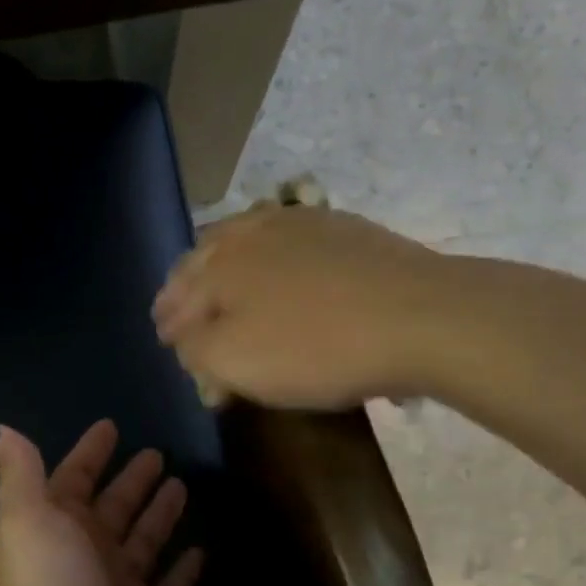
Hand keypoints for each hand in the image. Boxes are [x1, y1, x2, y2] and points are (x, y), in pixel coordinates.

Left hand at [0, 420, 203, 585]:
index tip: (111, 426)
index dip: (89, 453)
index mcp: (56, 529)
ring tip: (182, 487)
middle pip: (113, 508)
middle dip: (132, 480)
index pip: (74, 479)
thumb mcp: (28, 522)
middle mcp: (86, 556)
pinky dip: (181, 570)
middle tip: (158, 453)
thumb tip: (0, 429)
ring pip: (143, 542)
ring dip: (158, 515)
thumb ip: (21, 474)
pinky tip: (200, 550)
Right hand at [152, 206, 443, 410]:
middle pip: (205, 258)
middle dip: (186, 285)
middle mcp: (251, 233)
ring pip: (244, 240)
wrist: (420, 316)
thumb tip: (185, 342)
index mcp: (219, 266)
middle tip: (180, 309)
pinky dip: (269, 255)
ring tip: (221, 283)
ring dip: (223, 264)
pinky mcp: (341, 228)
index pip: (178, 296)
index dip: (168, 321)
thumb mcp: (236, 362)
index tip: (165, 339)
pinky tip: (278, 266)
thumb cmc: (316, 347)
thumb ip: (196, 351)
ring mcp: (299, 223)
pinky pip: (287, 238)